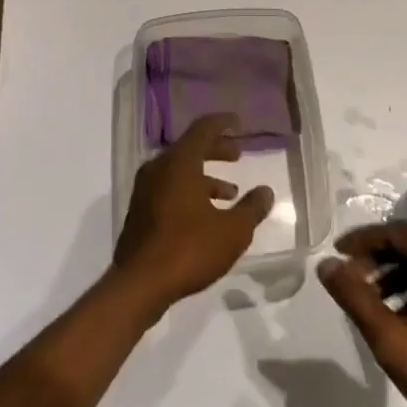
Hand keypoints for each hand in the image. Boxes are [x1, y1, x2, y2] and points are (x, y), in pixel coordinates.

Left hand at [111, 115, 274, 317]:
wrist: (140, 284)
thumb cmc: (189, 249)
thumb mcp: (232, 231)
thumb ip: (252, 208)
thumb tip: (266, 191)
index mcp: (179, 163)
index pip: (203, 129)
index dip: (222, 124)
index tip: (239, 123)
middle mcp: (159, 168)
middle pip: (190, 148)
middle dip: (216, 149)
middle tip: (238, 155)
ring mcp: (145, 190)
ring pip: (179, 171)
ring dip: (205, 176)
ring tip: (230, 192)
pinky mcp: (140, 211)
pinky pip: (169, 188)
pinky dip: (190, 191)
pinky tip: (207, 214)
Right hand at [319, 222, 406, 406]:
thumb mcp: (392, 341)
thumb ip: (355, 297)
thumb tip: (326, 264)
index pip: (400, 232)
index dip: (364, 240)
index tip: (336, 254)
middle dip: (381, 259)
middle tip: (352, 281)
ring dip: (401, 274)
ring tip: (374, 301)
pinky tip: (406, 314)